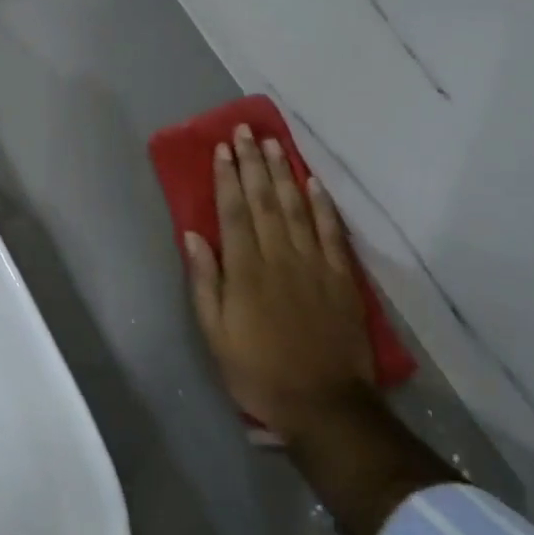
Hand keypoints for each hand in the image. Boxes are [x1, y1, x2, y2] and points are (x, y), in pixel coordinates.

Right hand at [185, 125, 375, 440]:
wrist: (324, 403)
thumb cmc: (258, 371)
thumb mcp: (216, 335)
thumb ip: (205, 282)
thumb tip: (193, 236)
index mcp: (245, 270)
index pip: (234, 212)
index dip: (227, 178)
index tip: (222, 148)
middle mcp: (279, 256)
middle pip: (264, 200)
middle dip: (252, 163)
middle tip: (245, 131)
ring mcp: (314, 263)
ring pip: (296, 207)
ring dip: (283, 172)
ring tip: (273, 143)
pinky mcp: (340, 276)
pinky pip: (331, 231)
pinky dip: (322, 204)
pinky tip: (313, 182)